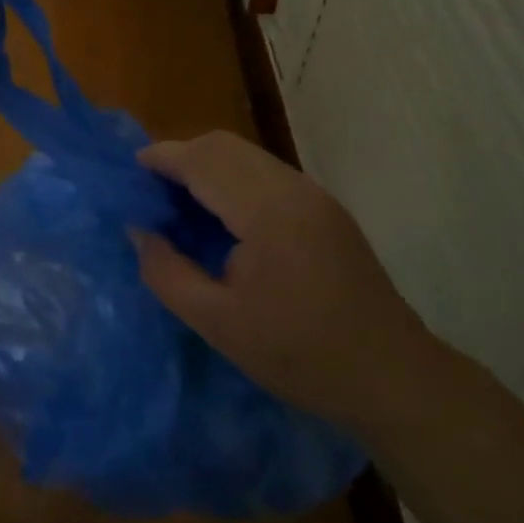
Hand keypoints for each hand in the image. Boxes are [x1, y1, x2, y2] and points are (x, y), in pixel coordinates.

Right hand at [130, 131, 432, 426]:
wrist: (394, 377)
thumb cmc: (301, 356)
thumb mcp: (219, 324)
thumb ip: (167, 272)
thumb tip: (139, 230)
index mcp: (267, 211)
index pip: (202, 160)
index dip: (161, 159)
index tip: (129, 175)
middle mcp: (292, 187)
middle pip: (223, 145)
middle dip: (180, 157)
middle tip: (151, 194)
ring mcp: (313, 194)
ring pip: (245, 154)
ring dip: (207, 166)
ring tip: (180, 205)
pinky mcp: (324, 207)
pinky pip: (265, 173)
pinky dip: (232, 178)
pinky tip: (222, 217)